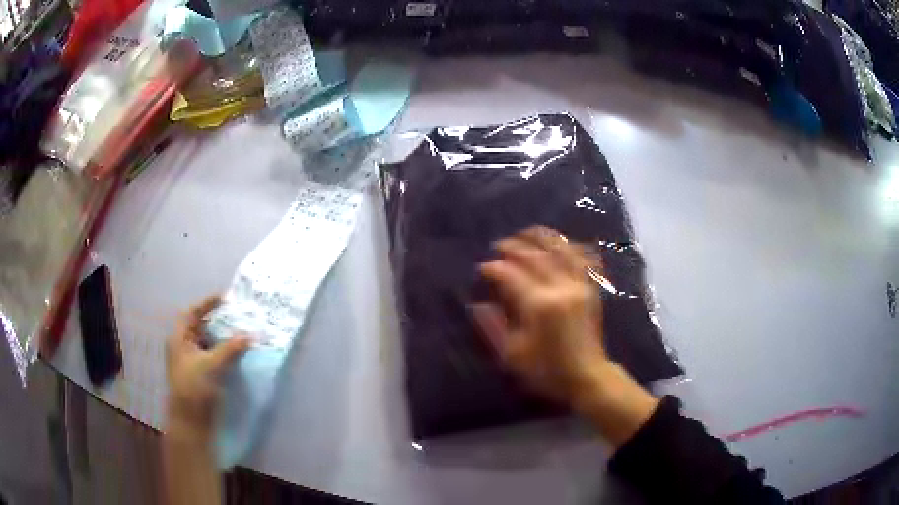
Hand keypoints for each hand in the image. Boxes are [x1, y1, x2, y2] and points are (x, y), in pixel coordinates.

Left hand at [165, 296, 250, 436]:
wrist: (190, 422)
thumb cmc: (195, 389)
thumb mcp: (212, 366)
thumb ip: (230, 349)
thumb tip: (250, 335)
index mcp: (179, 340)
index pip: (191, 314)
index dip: (207, 303)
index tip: (226, 298)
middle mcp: (183, 348)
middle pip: (200, 327)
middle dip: (218, 321)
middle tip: (237, 317)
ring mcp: (191, 363)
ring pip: (207, 343)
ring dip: (222, 338)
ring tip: (240, 334)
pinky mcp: (200, 376)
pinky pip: (212, 357)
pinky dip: (224, 353)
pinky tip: (237, 356)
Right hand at [475, 226, 657, 447]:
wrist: (587, 376)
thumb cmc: (547, 370)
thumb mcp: (512, 356)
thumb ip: (493, 327)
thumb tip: (477, 305)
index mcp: (539, 305)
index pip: (511, 275)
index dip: (494, 268)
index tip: (483, 268)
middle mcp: (561, 288)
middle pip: (535, 256)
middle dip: (514, 246)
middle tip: (499, 245)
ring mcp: (580, 285)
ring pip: (561, 249)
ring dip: (542, 236)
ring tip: (527, 233)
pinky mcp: (592, 288)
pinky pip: (584, 257)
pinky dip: (572, 245)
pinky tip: (562, 242)